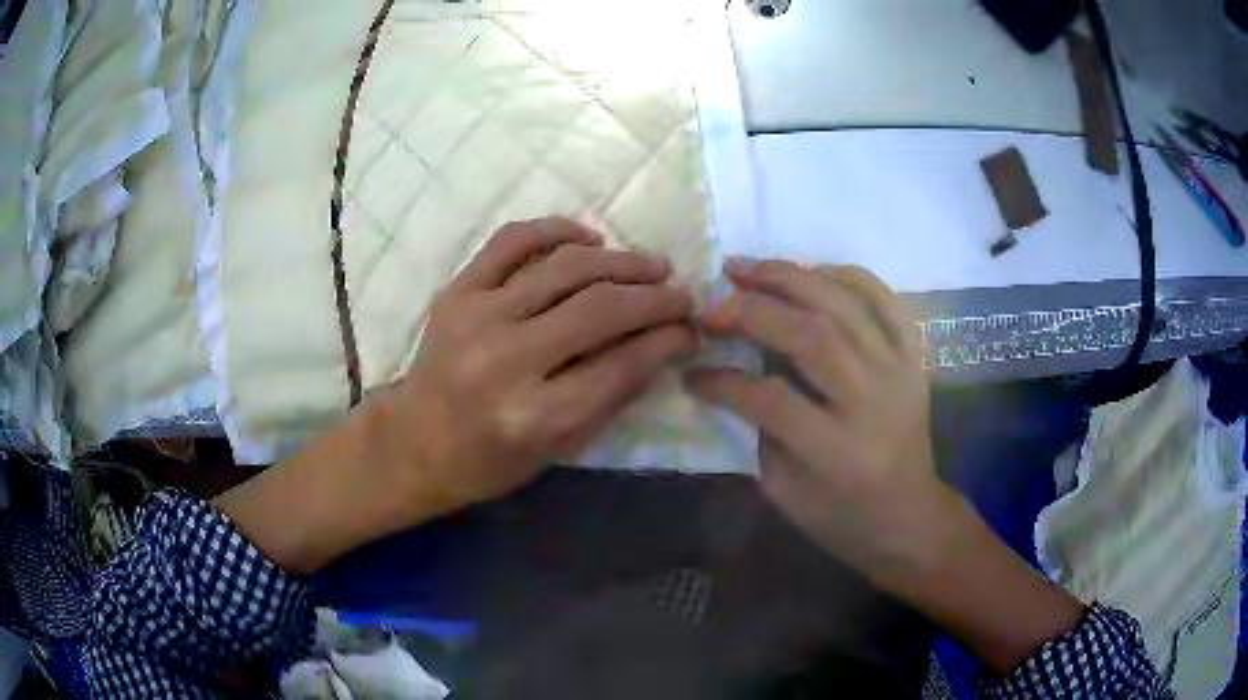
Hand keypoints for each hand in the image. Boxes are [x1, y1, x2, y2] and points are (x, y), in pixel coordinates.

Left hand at [375, 217, 696, 515]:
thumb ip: (612, 397)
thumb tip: (663, 345)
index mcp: (534, 416)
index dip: (667, 341)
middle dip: (655, 297)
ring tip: (651, 266)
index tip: (690, 329)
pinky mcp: (456, 291)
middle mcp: (506, 360)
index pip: (621, 364)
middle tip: (681, 293)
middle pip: (600, 309)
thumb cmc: (488, 461)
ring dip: (620, 261)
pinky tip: (590, 238)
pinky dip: (557, 229)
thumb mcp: (558, 451)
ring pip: (566, 267)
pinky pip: (513, 240)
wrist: (413, 441)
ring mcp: (476, 317)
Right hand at [686, 258, 949, 581]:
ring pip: (844, 306)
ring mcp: (900, 373)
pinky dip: (849, 276)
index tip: (691, 372)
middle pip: (810, 337)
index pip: (771, 399)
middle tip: (712, 301)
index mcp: (838, 451)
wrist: (910, 517)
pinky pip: (886, 301)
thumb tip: (729, 377)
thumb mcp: (787, 495)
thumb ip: (758, 434)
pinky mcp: (914, 358)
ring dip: (791, 278)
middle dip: (752, 311)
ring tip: (748, 267)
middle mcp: (873, 402)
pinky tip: (813, 270)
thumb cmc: (843, 518)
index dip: (723, 381)